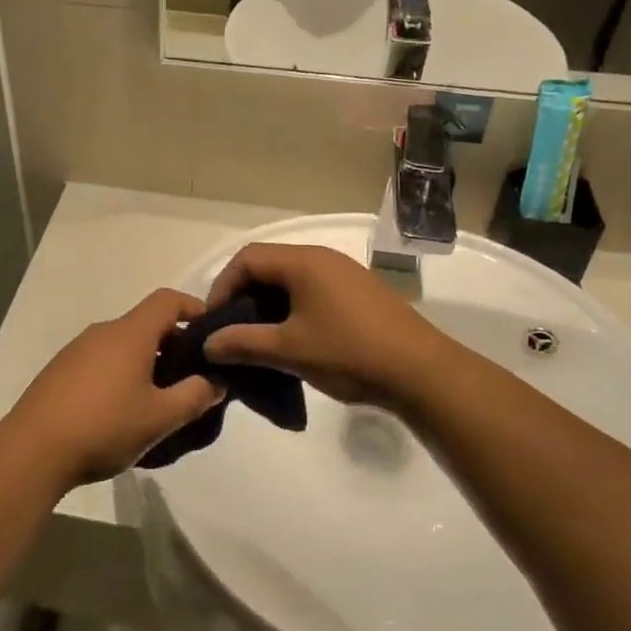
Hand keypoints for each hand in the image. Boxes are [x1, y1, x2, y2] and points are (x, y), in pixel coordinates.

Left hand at [3, 290, 225, 483]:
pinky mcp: (60, 370)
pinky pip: (101, 360)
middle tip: (190, 378)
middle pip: (146, 323)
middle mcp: (103, 332)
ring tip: (157, 399)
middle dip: (173, 345)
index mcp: (130, 334)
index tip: (210, 334)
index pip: (167, 300)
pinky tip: (121, 411)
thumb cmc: (104, 427)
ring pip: (123, 344)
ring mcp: (77, 350)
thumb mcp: (160, 418)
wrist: (32, 450)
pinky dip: (120, 373)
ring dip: (146, 362)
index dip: (193, 308)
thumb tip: (217, 382)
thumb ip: (195, 396)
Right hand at [201, 243, 445, 408]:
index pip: (247, 258)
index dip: (223, 286)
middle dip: (244, 296)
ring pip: (292, 280)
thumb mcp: (289, 350)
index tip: (215, 322)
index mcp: (304, 261)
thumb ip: (243, 344)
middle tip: (233, 332)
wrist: (422, 372)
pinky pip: (313, 291)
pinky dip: (293, 309)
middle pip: (269, 266)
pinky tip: (296, 341)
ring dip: (269, 305)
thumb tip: (208, 344)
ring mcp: (345, 274)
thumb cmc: (349, 353)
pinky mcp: (360, 293)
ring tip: (260, 340)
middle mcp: (323, 258)